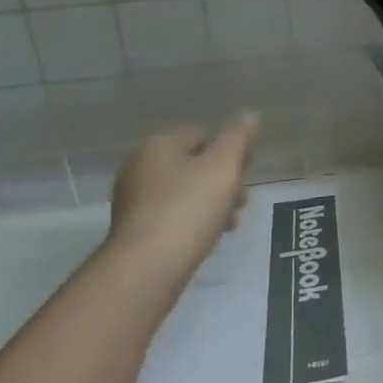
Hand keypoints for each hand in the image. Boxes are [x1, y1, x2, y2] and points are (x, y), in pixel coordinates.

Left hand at [102, 115, 258, 295]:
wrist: (147, 266)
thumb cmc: (189, 208)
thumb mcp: (223, 167)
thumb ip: (238, 139)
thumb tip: (250, 115)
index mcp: (159, 144)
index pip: (201, 134)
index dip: (229, 151)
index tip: (247, 174)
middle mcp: (139, 166)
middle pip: (192, 165)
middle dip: (221, 181)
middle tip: (242, 202)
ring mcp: (133, 199)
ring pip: (183, 192)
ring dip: (210, 203)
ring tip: (230, 224)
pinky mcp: (133, 230)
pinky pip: (171, 216)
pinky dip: (191, 222)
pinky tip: (208, 238)